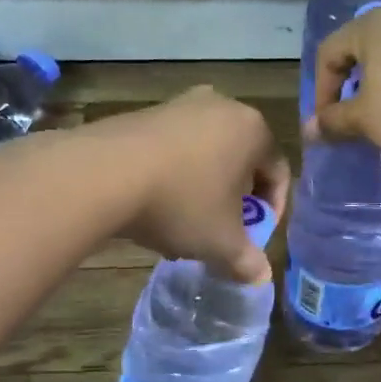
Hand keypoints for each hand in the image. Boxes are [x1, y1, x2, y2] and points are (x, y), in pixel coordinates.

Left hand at [86, 87, 289, 282]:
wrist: (103, 174)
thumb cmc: (181, 203)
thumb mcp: (220, 243)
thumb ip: (246, 260)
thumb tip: (260, 277)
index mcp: (253, 130)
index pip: (277, 172)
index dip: (272, 210)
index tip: (254, 237)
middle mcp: (222, 106)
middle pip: (240, 160)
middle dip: (234, 198)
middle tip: (221, 230)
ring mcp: (180, 104)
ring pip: (205, 153)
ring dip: (202, 187)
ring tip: (183, 222)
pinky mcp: (145, 112)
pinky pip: (173, 147)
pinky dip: (172, 173)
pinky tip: (153, 203)